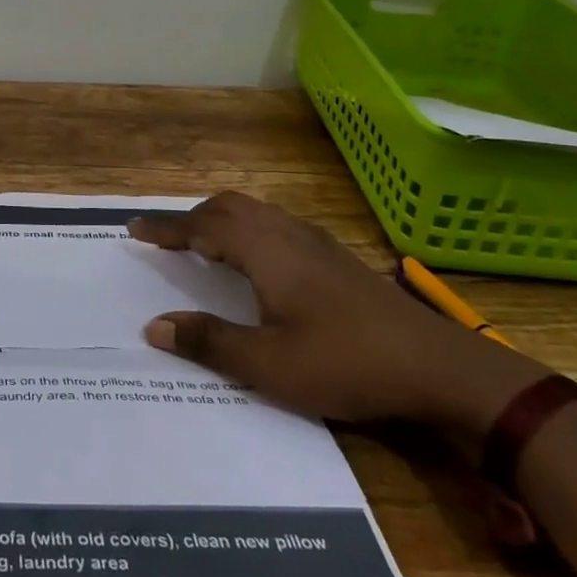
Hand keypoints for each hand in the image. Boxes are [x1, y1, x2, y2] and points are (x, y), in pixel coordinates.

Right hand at [128, 193, 545, 429]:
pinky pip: (277, 226)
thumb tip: (154, 327)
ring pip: (257, 213)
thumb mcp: (268, 364)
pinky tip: (257, 264)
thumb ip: (209, 341)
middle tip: (167, 239)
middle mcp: (288, 235)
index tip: (134, 230)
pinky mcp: (338, 259)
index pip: (202, 225)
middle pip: (230, 207)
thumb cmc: (346, 363)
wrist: (442, 370)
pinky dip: (249, 231)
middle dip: (192, 217)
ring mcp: (318, 244)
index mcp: (265, 251)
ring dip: (222, 221)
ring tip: (204, 246)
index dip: (165, 228)